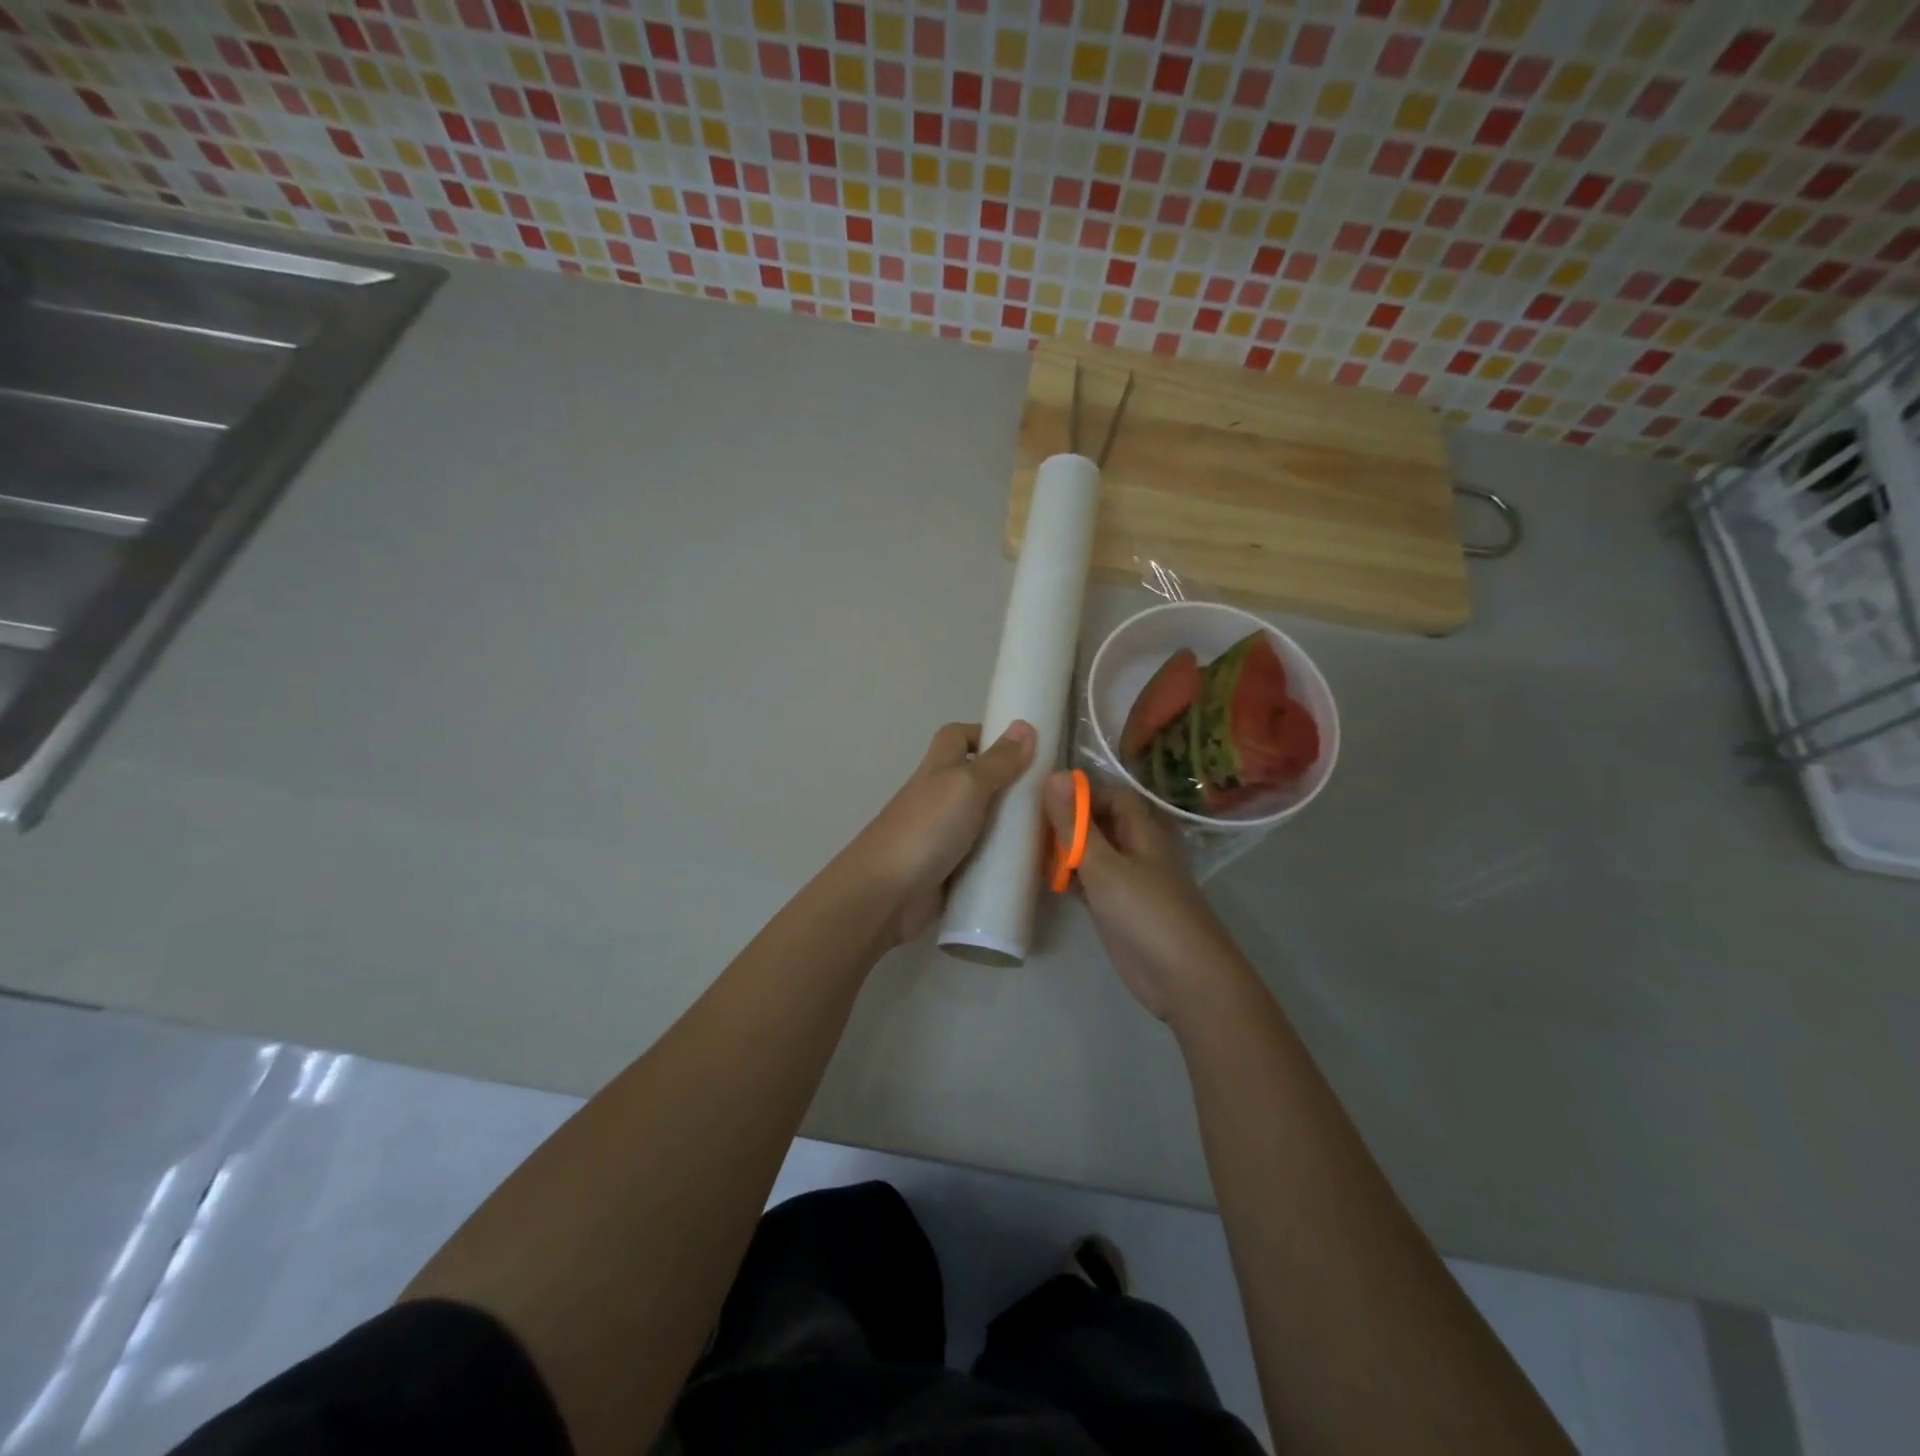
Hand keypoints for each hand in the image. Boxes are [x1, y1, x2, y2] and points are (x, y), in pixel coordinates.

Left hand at [850, 721, 1036, 944]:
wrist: (886, 894)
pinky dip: (1005, 862)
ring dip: (1013, 827)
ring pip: (986, 823)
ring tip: (1054, 834)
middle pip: (978, 781)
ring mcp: (945, 837)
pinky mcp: (951, 872)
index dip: (986, 735)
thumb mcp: (966, 786)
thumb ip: (997, 762)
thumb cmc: (926, 829)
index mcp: (939, 769)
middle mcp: (941, 798)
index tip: (1023, 748)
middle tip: (1051, 797)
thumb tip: (1025, 726)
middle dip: (1011, 786)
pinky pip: (984, 860)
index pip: (958, 737)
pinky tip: (1034, 868)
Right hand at [1042, 772, 1246, 1021]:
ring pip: (1091, 852)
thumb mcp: (1104, 865)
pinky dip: (1067, 876)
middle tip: (1024, 817)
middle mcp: (1135, 849)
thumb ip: (1076, 824)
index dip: (1081, 791)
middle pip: (1099, 822)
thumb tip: (1055, 774)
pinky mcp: (1115, 908)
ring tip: (1024, 842)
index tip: (1042, 794)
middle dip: (1067, 818)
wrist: (1183, 978)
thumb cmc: (1146, 912)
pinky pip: (1088, 881)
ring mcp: (1126, 880)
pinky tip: (1041, 876)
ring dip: (1065, 848)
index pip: (1111, 794)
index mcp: (1141, 830)